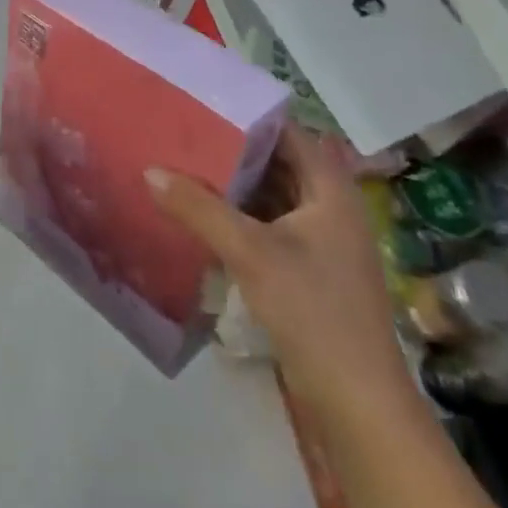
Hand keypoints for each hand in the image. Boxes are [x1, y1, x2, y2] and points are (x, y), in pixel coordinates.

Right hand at [147, 130, 415, 421]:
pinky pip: (267, 228)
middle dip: (232, 151)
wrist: (357, 403)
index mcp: (330, 191)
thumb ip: (199, 208)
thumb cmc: (313, 311)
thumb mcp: (250, 252)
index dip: (249, 116)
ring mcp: (320, 243)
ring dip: (233, 187)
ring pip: (270, 198)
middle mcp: (329, 208)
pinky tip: (201, 217)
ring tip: (182, 167)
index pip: (288, 133)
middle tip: (183, 134)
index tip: (204, 103)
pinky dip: (238, 219)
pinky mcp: (306, 271)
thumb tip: (150, 170)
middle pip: (277, 164)